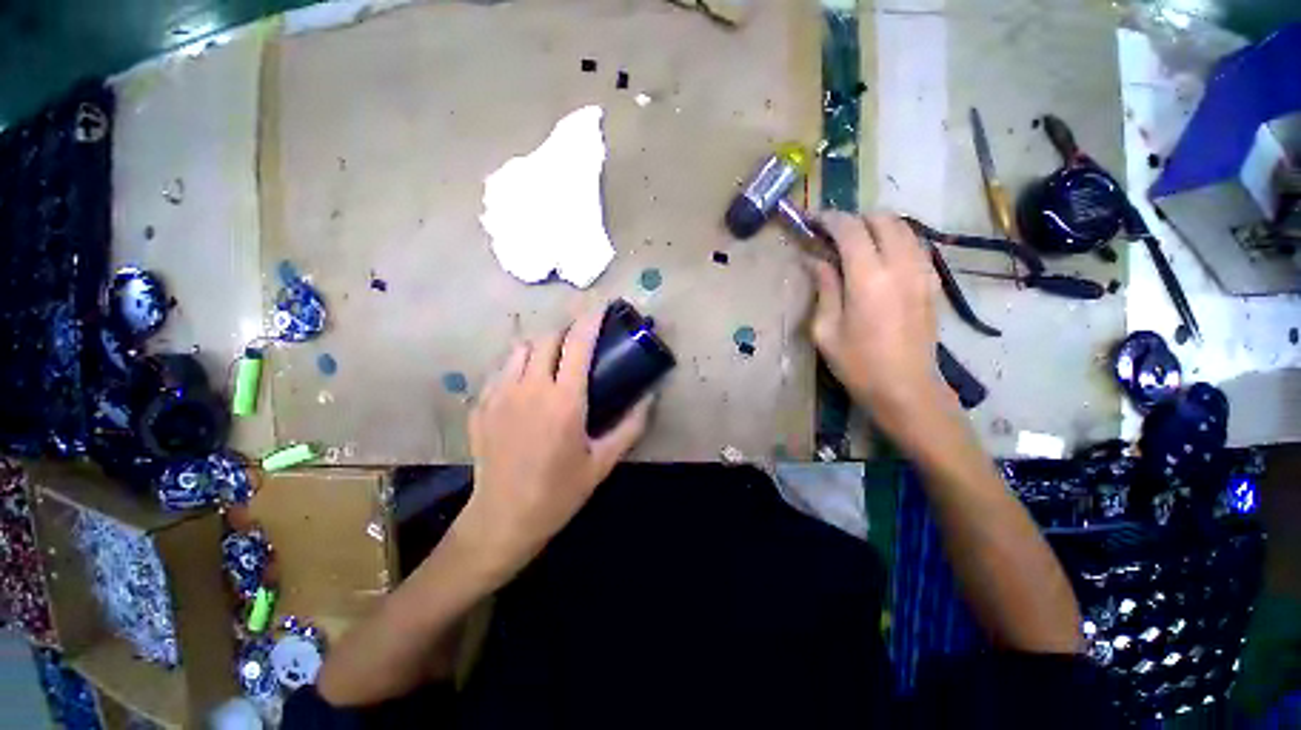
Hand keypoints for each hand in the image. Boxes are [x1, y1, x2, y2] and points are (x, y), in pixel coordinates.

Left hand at [454, 308, 652, 580]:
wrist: (504, 518)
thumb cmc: (559, 491)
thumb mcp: (603, 462)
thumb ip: (630, 426)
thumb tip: (650, 398)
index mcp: (564, 400)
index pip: (578, 344)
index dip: (590, 319)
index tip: (600, 306)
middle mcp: (530, 388)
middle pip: (546, 338)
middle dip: (565, 329)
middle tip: (579, 338)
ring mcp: (499, 394)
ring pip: (519, 349)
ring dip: (540, 344)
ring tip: (552, 357)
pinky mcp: (481, 406)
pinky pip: (500, 370)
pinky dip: (517, 364)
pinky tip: (526, 382)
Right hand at [807, 213, 945, 427]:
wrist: (907, 388)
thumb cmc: (858, 364)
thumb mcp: (826, 330)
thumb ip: (824, 288)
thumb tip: (814, 260)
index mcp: (868, 279)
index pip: (851, 230)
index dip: (830, 220)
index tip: (813, 221)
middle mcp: (900, 266)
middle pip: (883, 219)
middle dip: (855, 219)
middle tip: (833, 234)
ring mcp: (922, 272)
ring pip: (904, 228)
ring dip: (877, 226)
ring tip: (855, 242)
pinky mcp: (932, 283)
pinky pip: (915, 245)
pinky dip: (895, 240)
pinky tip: (880, 258)